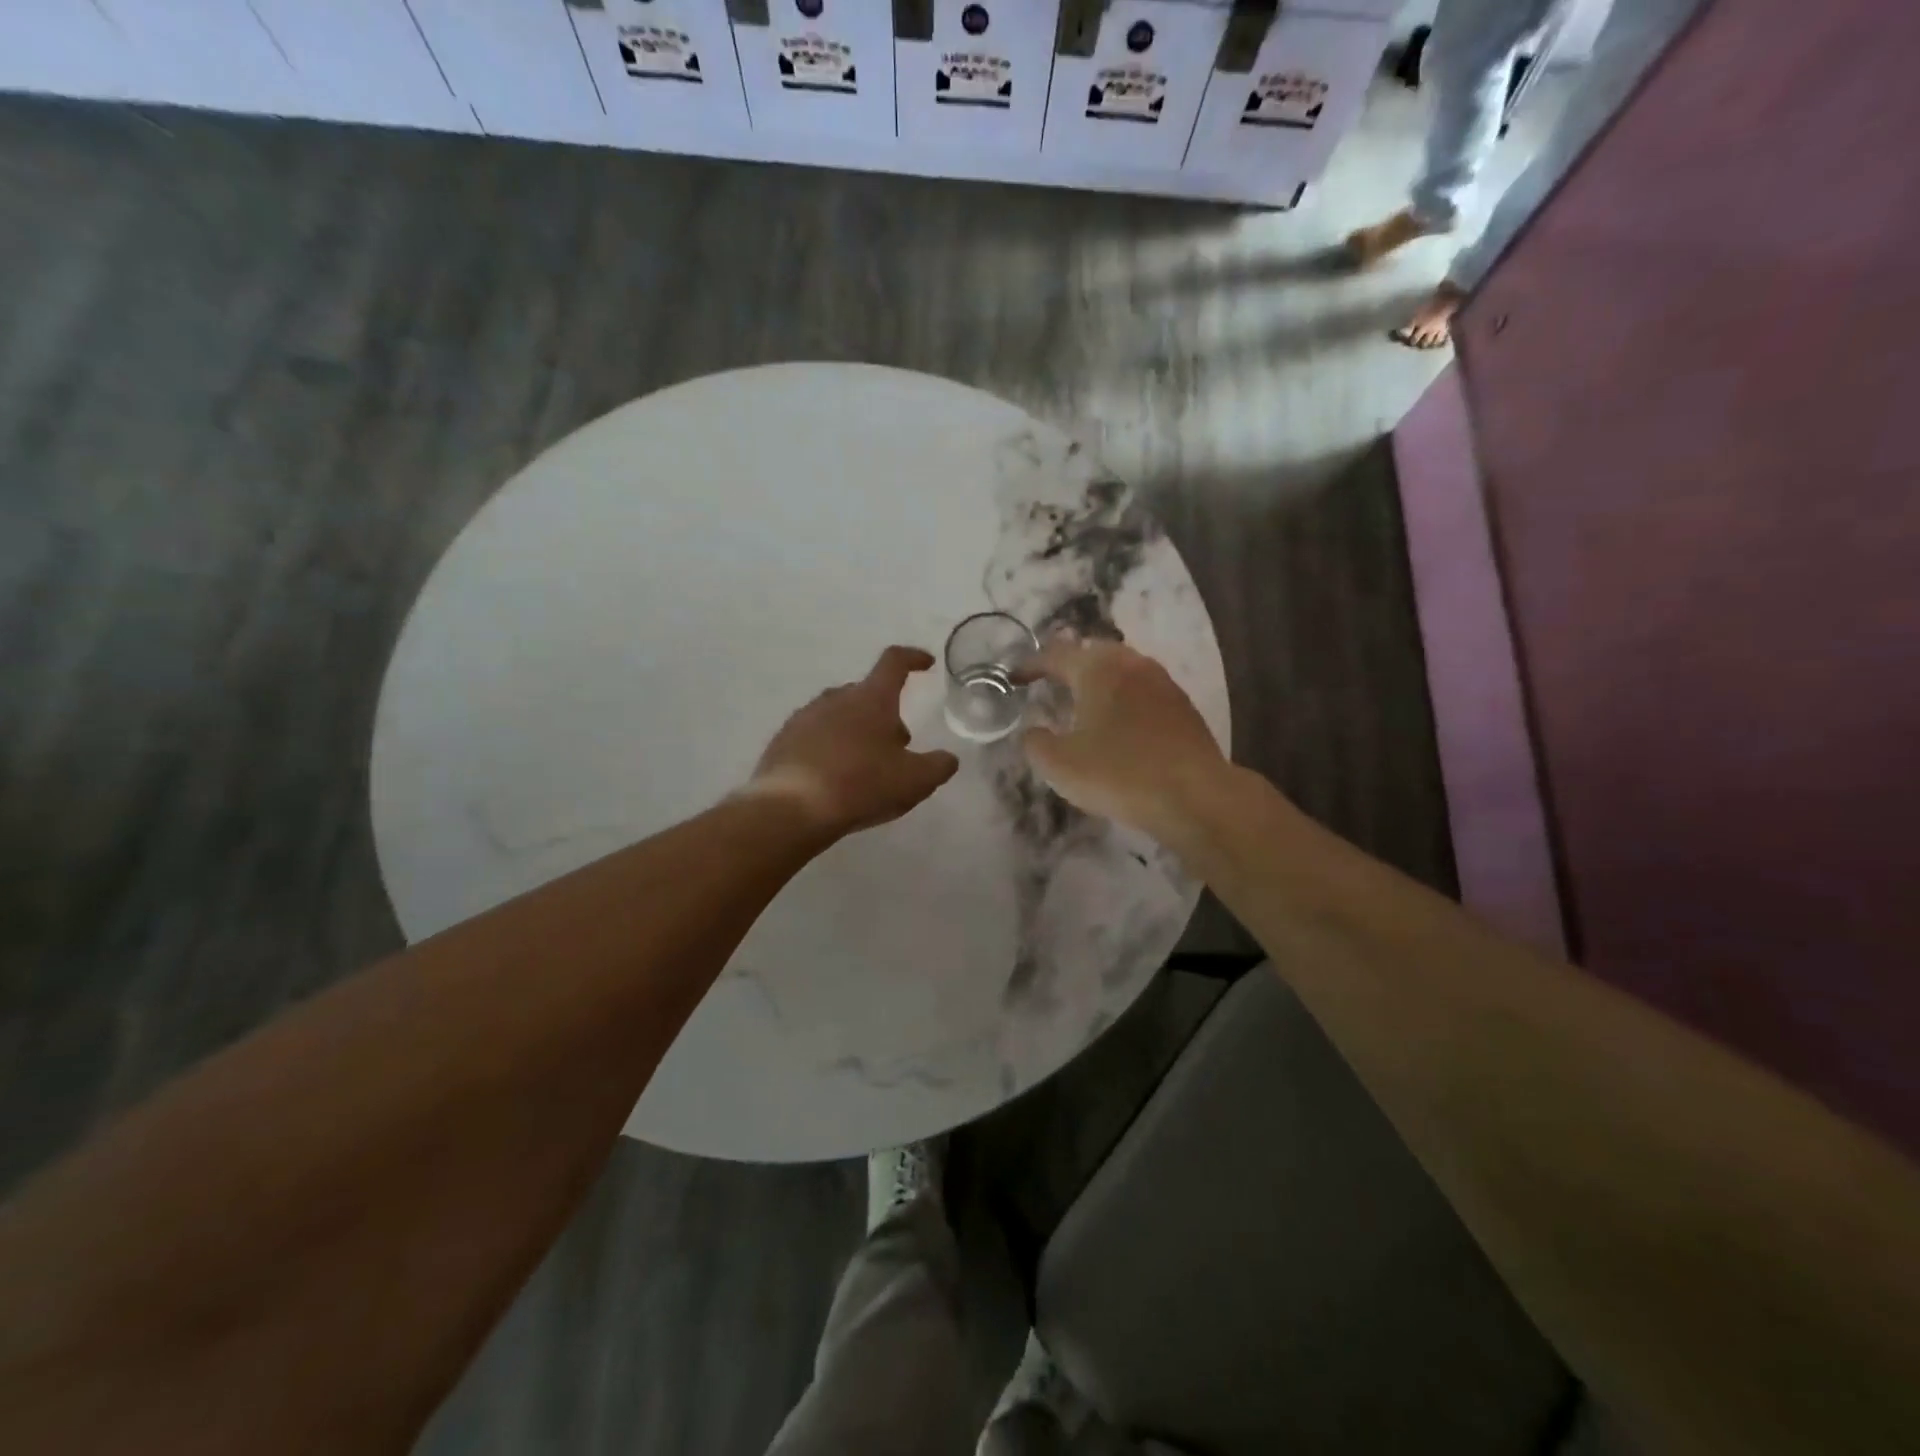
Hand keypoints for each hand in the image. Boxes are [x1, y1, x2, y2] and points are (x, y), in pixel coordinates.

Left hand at [743, 646, 959, 839]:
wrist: (791, 808)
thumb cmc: (861, 785)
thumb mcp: (914, 781)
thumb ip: (938, 766)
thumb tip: (948, 758)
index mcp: (871, 699)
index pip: (894, 663)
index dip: (913, 659)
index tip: (926, 663)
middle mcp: (836, 698)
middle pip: (867, 693)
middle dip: (886, 713)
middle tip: (898, 745)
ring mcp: (805, 717)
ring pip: (839, 714)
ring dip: (857, 731)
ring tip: (866, 765)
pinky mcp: (784, 740)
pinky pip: (815, 735)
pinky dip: (830, 747)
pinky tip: (834, 777)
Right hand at [1020, 638, 1228, 837]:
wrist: (1194, 796)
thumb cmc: (1118, 774)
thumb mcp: (1059, 765)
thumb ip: (1035, 743)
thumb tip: (1033, 731)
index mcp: (1098, 669)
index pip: (1055, 654)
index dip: (1030, 665)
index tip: (1014, 679)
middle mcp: (1132, 664)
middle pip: (1093, 652)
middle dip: (1069, 664)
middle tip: (1051, 682)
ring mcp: (1163, 682)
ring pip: (1122, 668)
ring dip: (1099, 680)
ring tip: (1084, 701)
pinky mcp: (1183, 706)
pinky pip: (1143, 690)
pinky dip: (1124, 697)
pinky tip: (1120, 723)